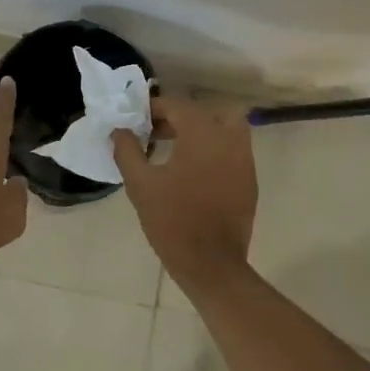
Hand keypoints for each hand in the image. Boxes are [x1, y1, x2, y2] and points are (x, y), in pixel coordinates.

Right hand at [110, 96, 257, 278]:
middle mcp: (229, 138)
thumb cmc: (172, 221)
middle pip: (202, 113)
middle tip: (154, 135)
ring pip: (223, 128)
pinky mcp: (249, 180)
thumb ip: (127, 150)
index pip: (177, 106)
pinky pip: (231, 151)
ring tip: (173, 152)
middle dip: (177, 119)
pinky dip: (212, 151)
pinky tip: (192, 173)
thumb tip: (119, 130)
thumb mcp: (140, 184)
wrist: (211, 264)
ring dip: (198, 132)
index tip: (136, 123)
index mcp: (202, 133)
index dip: (154, 110)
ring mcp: (244, 159)